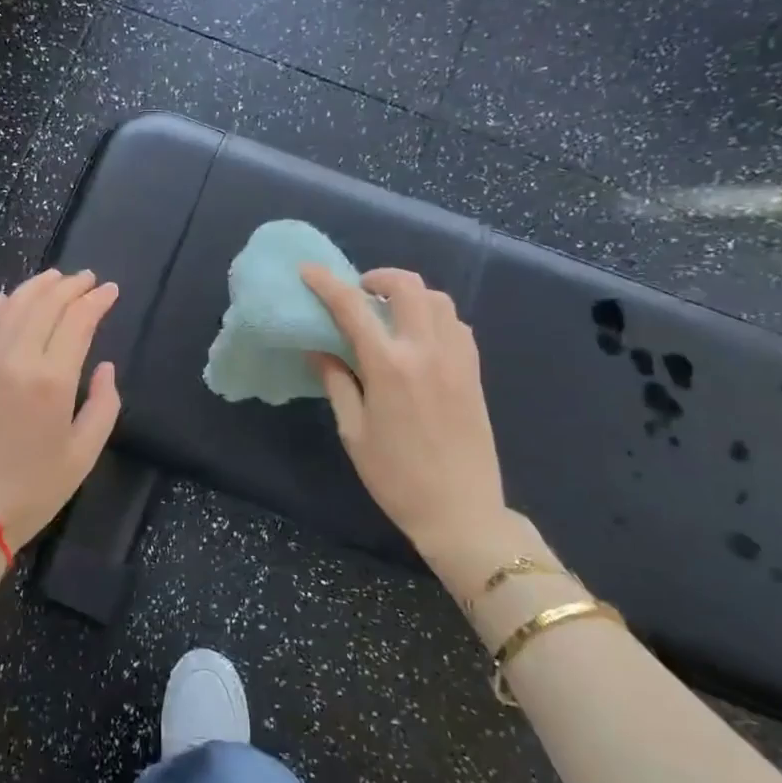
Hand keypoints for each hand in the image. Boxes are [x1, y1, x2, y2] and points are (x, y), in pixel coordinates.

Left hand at [0, 269, 121, 557]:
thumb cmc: (32, 492)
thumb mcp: (83, 455)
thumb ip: (103, 405)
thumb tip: (104, 368)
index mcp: (52, 380)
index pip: (78, 320)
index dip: (97, 300)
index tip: (110, 290)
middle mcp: (15, 358)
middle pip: (45, 304)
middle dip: (70, 286)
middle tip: (87, 279)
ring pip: (11, 307)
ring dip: (35, 287)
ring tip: (54, 278)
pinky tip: (5, 299)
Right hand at [300, 265, 510, 567]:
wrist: (461, 512)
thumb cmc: (396, 477)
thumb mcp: (354, 432)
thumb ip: (337, 383)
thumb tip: (320, 350)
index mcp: (389, 367)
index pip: (353, 308)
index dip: (327, 284)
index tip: (308, 270)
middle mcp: (426, 351)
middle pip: (408, 286)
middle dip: (379, 277)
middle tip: (360, 292)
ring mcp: (456, 359)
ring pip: (438, 300)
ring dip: (410, 295)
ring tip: (389, 313)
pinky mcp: (473, 372)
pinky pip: (456, 325)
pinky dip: (434, 316)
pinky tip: (418, 338)